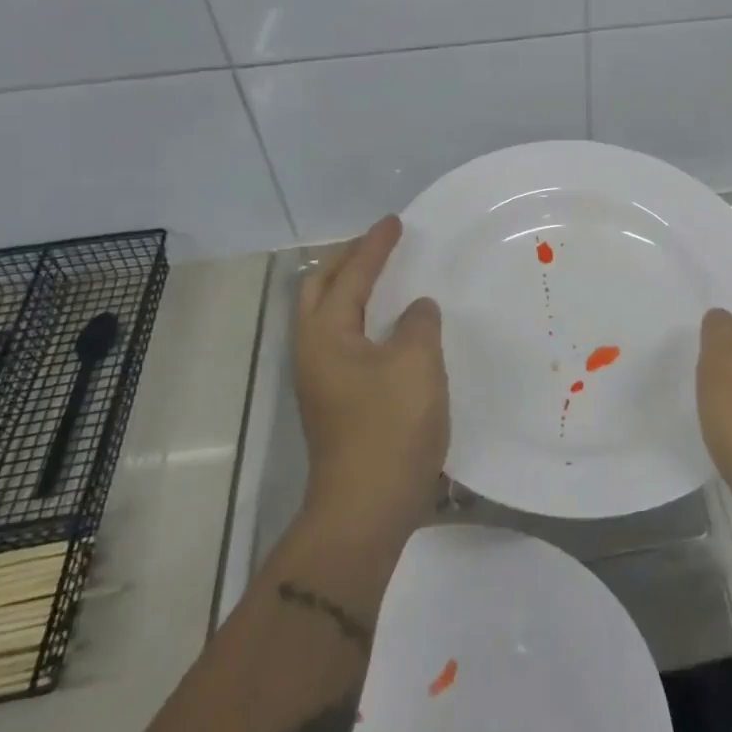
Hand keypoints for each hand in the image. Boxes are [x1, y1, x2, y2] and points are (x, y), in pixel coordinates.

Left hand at [293, 215, 447, 543]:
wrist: (366, 509)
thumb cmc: (390, 428)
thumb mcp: (416, 363)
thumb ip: (418, 324)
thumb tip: (416, 310)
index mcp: (326, 334)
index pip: (350, 274)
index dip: (374, 246)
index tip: (395, 222)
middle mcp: (313, 351)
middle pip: (320, 290)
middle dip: (347, 261)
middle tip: (380, 245)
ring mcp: (321, 380)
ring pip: (330, 317)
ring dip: (352, 290)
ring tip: (385, 278)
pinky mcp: (336, 402)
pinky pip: (346, 341)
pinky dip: (364, 320)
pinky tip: (392, 329)